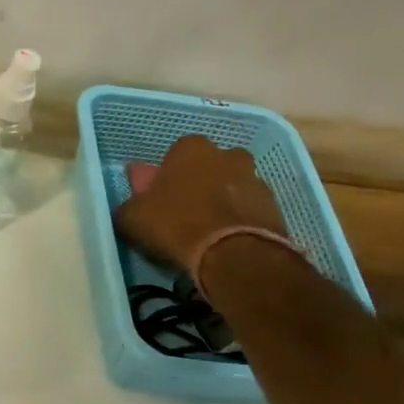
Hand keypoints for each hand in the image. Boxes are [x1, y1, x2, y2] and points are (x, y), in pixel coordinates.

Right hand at [114, 134, 285, 276]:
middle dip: (199, 184)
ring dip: (221, 202)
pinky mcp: (274, 206)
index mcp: (191, 148)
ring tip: (208, 233)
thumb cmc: (175, 225)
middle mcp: (227, 154)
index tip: (160, 200)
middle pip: (208, 167)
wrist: (233, 254)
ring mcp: (255, 178)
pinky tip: (227, 242)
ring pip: (232, 187)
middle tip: (184, 214)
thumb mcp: (132, 218)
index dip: (166, 177)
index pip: (174, 154)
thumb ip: (130, 203)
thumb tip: (133, 199)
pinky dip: (239, 220)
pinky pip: (249, 209)